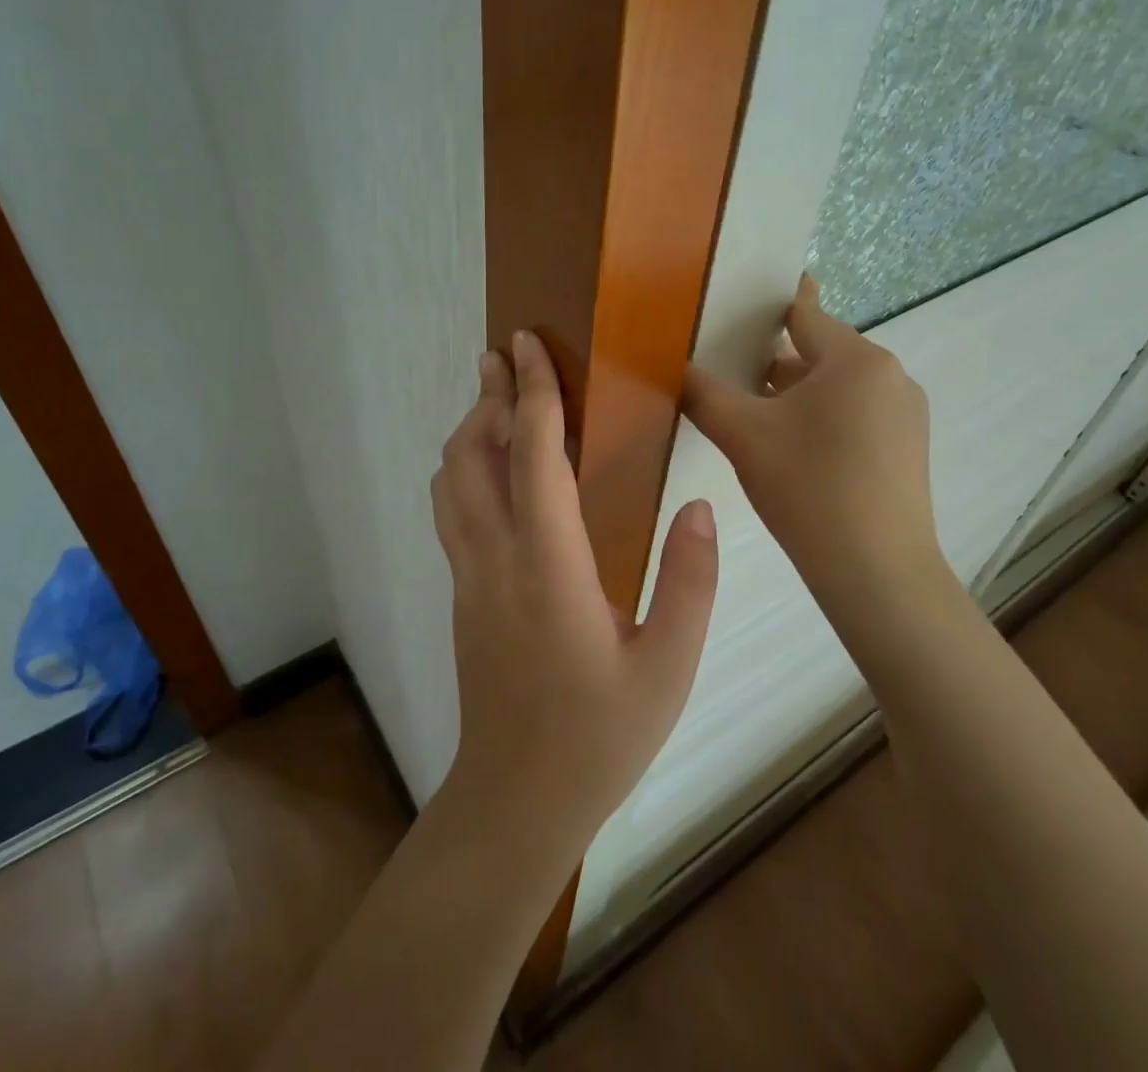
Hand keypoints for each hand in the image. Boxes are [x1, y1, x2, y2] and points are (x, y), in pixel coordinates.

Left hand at [430, 331, 719, 850]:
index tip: (529, 345)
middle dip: (488, 396)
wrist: (516, 802)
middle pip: (470, 454)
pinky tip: (493, 470)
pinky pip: (451, 511)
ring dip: (469, 431)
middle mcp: (494, 557)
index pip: (531, 455)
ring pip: (449, 481)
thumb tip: (699, 508)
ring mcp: (468, 576)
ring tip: (498, 400)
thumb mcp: (668, 666)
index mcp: (547, 565)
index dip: (532, 392)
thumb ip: (689, 582)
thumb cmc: (599, 736)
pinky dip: (464, 468)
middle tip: (506, 356)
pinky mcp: (462, 595)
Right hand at [682, 275, 956, 649]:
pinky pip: (856, 417)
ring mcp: (906, 415)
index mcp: (856, 359)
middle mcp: (890, 376)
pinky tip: (794, 455)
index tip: (736, 305)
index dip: (766, 308)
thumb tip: (669, 364)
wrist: (878, 574)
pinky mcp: (908, 450)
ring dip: (797, 397)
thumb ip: (702, 392)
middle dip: (774, 363)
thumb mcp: (742, 435)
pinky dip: (823, 422)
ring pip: (836, 389)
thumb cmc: (809, 487)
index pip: (804, 313)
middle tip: (729, 377)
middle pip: (819, 353)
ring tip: (754, 420)